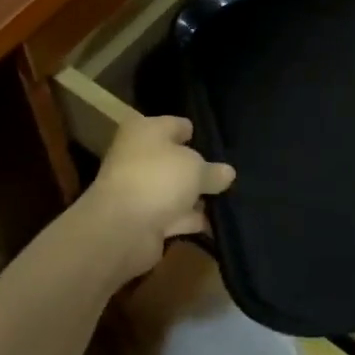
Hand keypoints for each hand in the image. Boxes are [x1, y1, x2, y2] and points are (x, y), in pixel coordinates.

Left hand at [77, 116, 235, 283]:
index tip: (222, 145)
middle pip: (176, 159)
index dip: (198, 134)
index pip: (177, 125)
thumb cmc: (158, 178)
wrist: (123, 228)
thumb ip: (213, 170)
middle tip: (230, 174)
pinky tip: (218, 222)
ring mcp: (141, 190)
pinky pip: (175, 215)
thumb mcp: (196, 167)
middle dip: (200, 168)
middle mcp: (139, 156)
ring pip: (176, 189)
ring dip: (197, 197)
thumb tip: (227, 173)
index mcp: (145, 131)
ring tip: (231, 198)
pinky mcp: (145, 220)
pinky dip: (192, 219)